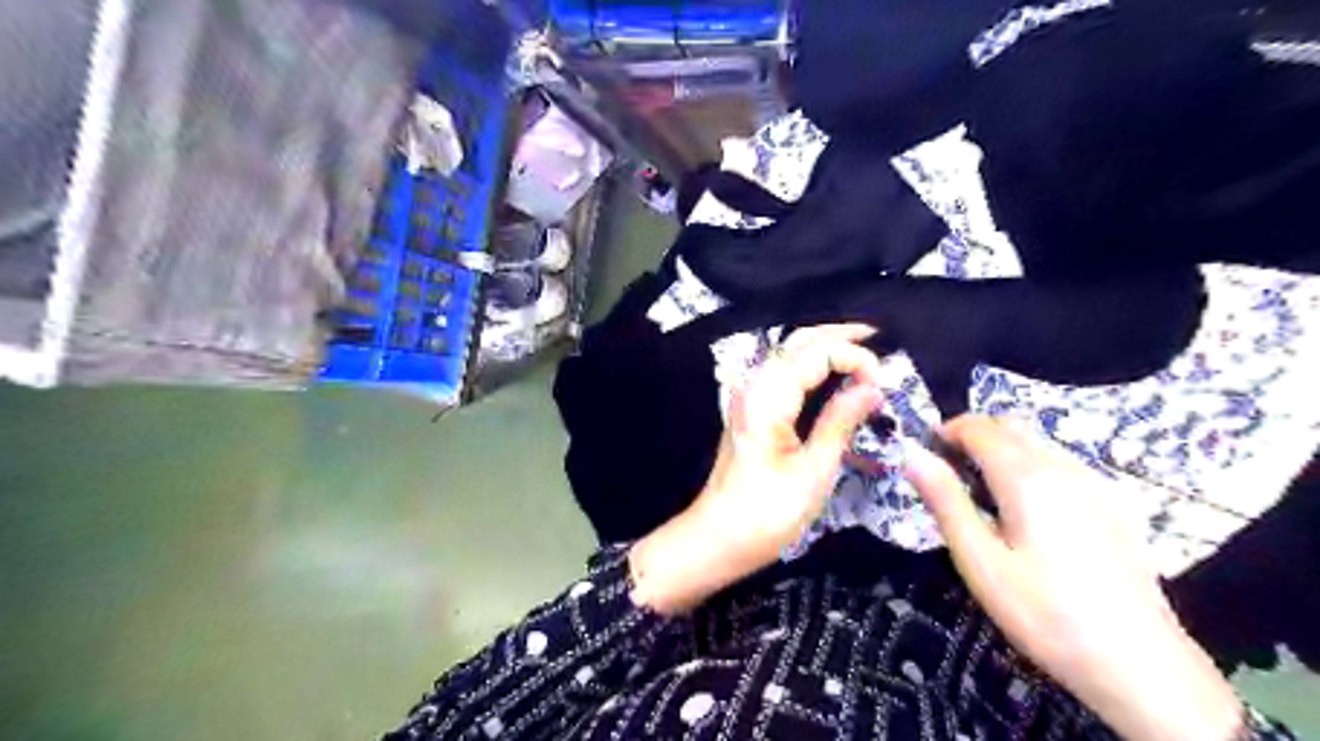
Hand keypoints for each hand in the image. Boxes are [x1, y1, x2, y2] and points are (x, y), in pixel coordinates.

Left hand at [630, 324, 884, 614]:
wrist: (718, 536)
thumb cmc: (767, 513)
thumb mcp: (813, 472)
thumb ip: (841, 422)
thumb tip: (872, 387)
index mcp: (769, 396)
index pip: (817, 351)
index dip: (854, 357)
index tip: (883, 384)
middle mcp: (755, 384)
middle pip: (800, 341)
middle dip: (841, 337)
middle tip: (881, 341)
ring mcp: (749, 395)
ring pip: (791, 353)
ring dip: (827, 348)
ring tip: (865, 353)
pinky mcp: (751, 408)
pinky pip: (785, 372)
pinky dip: (813, 365)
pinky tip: (834, 375)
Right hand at [902, 416, 1244, 739]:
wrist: (1140, 664)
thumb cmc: (1044, 612)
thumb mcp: (979, 560)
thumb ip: (945, 501)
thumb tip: (912, 455)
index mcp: (1027, 477)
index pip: (979, 427)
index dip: (946, 431)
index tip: (925, 453)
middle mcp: (1064, 466)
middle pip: (1011, 425)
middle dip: (974, 435)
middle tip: (949, 472)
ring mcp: (1095, 483)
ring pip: (1038, 442)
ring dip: (1003, 450)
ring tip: (984, 494)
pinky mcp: (1114, 504)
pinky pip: (1062, 463)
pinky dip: (1032, 466)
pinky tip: (1029, 512)